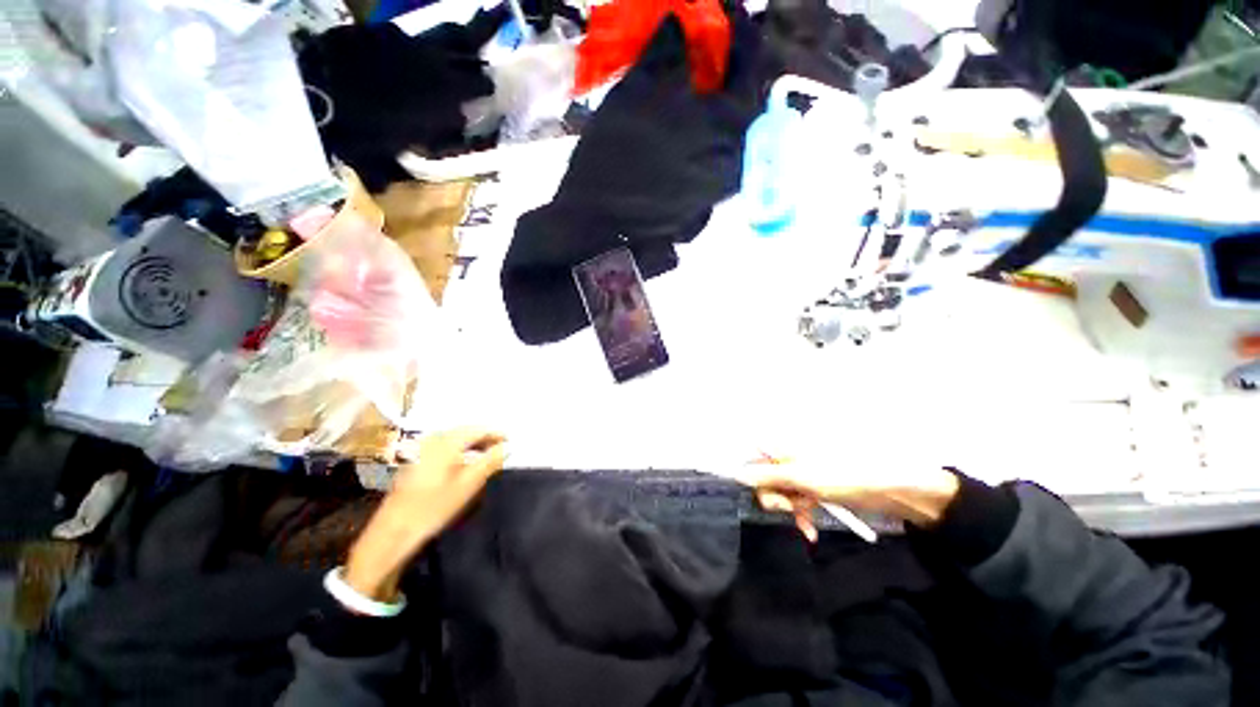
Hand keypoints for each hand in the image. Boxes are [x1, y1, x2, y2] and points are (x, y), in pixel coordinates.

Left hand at [344, 428, 506, 601]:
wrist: (393, 531)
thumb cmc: (434, 506)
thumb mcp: (468, 484)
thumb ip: (490, 461)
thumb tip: (508, 446)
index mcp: (447, 442)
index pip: (478, 429)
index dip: (496, 433)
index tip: (511, 441)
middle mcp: (433, 440)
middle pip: (465, 431)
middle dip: (485, 437)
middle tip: (501, 447)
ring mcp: (421, 450)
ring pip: (454, 439)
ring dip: (472, 444)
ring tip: (487, 455)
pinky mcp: (415, 461)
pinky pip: (444, 447)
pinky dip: (459, 451)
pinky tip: (465, 463)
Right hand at [739, 463, 960, 542]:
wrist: (885, 491)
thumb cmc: (840, 477)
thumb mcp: (799, 478)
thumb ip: (766, 475)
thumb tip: (736, 473)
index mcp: (782, 447)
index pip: (753, 457)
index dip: (752, 476)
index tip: (761, 492)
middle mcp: (787, 458)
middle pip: (764, 478)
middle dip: (775, 497)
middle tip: (787, 508)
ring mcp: (800, 474)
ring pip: (781, 493)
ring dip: (790, 510)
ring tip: (805, 521)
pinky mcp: (812, 488)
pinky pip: (796, 502)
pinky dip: (801, 515)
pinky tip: (809, 530)